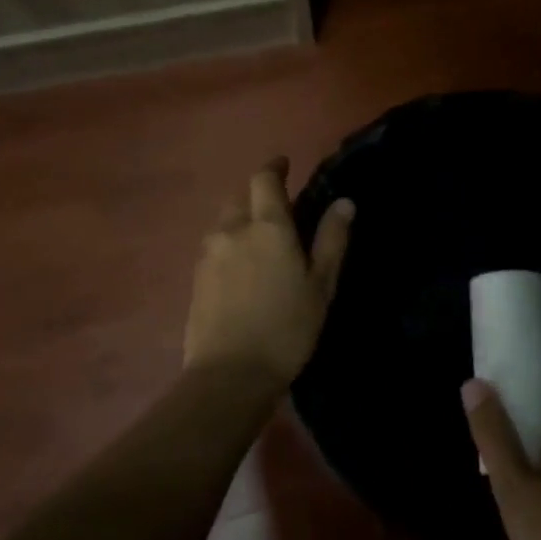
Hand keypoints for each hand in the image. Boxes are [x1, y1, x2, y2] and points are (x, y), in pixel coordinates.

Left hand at [183, 158, 354, 386]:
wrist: (230, 374)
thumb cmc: (287, 327)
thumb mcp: (321, 285)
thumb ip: (331, 240)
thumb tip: (344, 202)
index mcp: (267, 226)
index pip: (264, 179)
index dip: (274, 167)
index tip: (284, 165)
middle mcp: (232, 230)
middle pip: (240, 198)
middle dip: (257, 196)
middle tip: (279, 212)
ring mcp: (208, 254)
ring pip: (224, 223)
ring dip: (241, 221)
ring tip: (260, 242)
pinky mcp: (196, 278)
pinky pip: (214, 247)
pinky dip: (229, 246)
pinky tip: (242, 269)